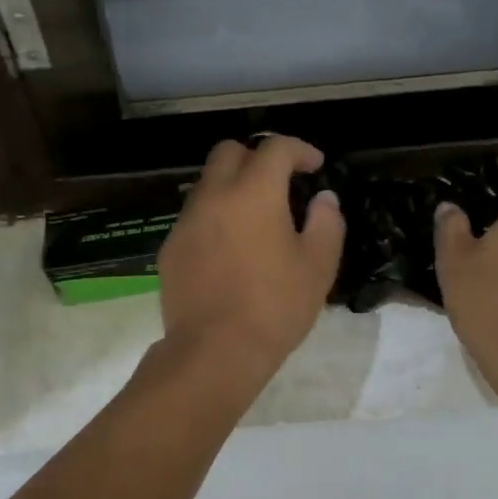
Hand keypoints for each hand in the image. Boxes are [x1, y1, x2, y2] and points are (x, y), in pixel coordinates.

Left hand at [157, 135, 344, 379]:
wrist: (215, 351)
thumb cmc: (275, 307)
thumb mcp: (318, 266)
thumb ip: (326, 223)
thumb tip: (323, 199)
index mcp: (254, 192)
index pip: (275, 147)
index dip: (299, 149)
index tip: (314, 166)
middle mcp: (214, 195)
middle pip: (229, 151)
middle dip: (257, 157)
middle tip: (279, 183)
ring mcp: (187, 221)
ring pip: (207, 183)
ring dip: (232, 187)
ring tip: (254, 219)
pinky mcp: (171, 247)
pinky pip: (194, 217)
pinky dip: (214, 218)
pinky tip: (229, 250)